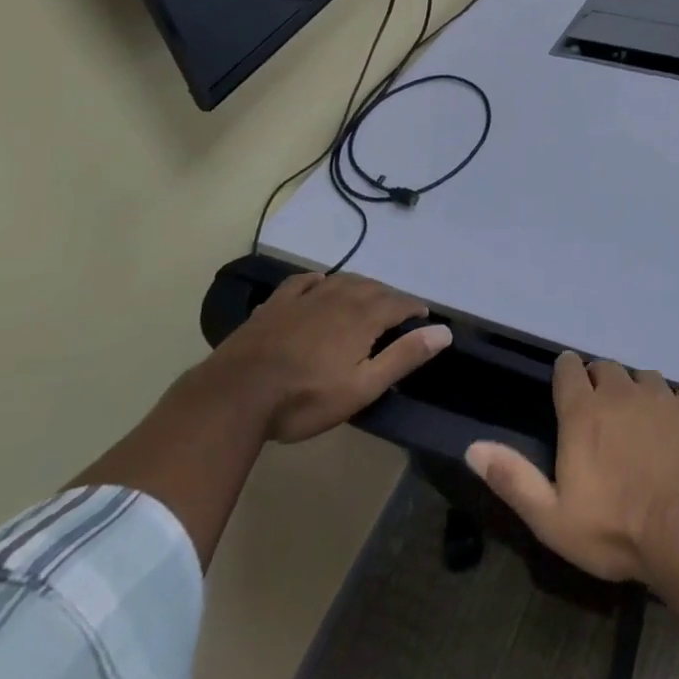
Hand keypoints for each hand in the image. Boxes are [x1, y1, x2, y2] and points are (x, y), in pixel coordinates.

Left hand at [201, 271, 449, 442]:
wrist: (234, 395)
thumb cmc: (304, 398)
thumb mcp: (362, 387)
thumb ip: (404, 357)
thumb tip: (444, 332)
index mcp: (364, 315)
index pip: (400, 303)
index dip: (415, 309)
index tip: (424, 318)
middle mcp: (340, 296)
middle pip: (374, 288)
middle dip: (391, 297)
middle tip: (398, 313)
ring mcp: (306, 296)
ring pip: (343, 280)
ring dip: (361, 287)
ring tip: (367, 299)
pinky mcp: (277, 303)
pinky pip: (305, 281)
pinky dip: (320, 280)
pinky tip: (320, 284)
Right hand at [465, 353, 678, 583]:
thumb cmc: (613, 530)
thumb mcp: (551, 517)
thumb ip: (512, 478)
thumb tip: (473, 446)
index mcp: (583, 412)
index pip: (568, 369)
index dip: (566, 374)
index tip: (568, 389)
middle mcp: (620, 391)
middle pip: (606, 368)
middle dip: (601, 383)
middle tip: (603, 414)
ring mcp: (661, 395)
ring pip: (644, 376)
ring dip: (639, 391)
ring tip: (642, 420)